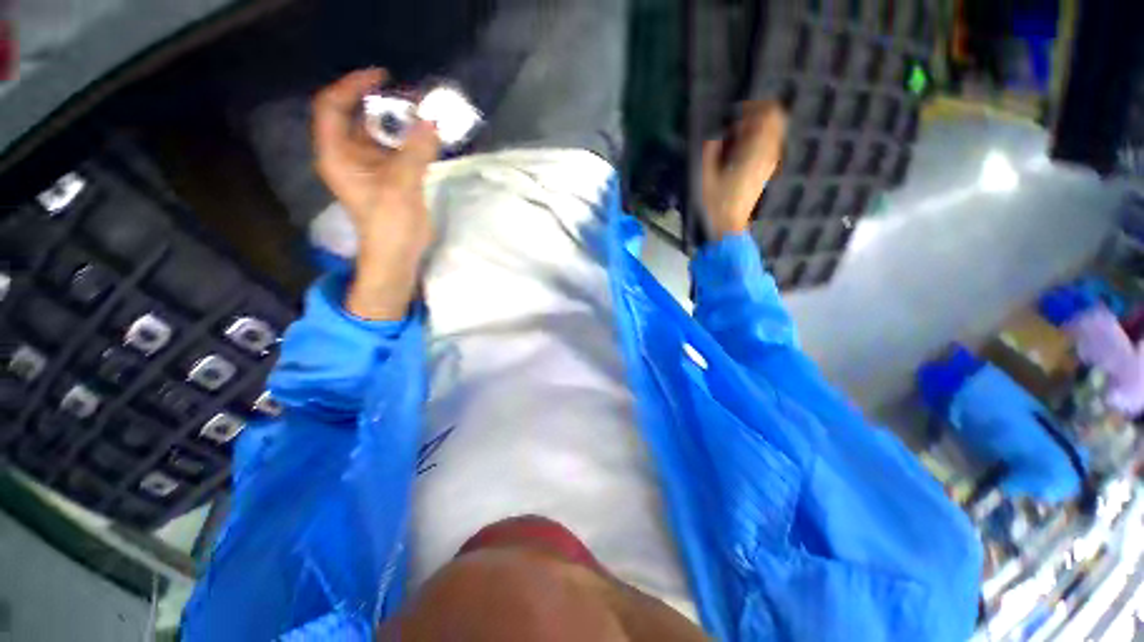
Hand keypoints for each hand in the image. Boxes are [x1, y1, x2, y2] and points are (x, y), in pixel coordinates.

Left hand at [313, 68, 440, 319]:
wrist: (398, 255)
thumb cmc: (389, 224)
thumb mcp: (400, 186)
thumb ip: (416, 152)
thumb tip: (433, 121)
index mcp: (337, 154)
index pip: (332, 107)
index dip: (352, 86)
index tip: (381, 78)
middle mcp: (350, 155)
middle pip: (359, 117)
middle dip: (383, 104)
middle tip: (412, 98)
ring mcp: (371, 166)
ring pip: (381, 133)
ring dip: (401, 122)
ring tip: (425, 113)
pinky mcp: (390, 176)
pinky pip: (398, 149)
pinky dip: (412, 140)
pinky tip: (429, 136)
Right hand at [701, 101, 787, 241]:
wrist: (729, 225)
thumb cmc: (716, 202)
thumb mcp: (705, 176)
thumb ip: (710, 150)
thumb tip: (716, 134)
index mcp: (754, 152)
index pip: (768, 115)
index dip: (751, 108)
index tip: (733, 116)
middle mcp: (768, 154)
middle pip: (775, 119)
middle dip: (756, 115)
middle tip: (735, 126)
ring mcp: (770, 162)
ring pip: (774, 131)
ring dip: (756, 128)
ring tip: (734, 140)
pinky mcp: (767, 170)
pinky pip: (770, 144)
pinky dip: (758, 140)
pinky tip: (739, 152)